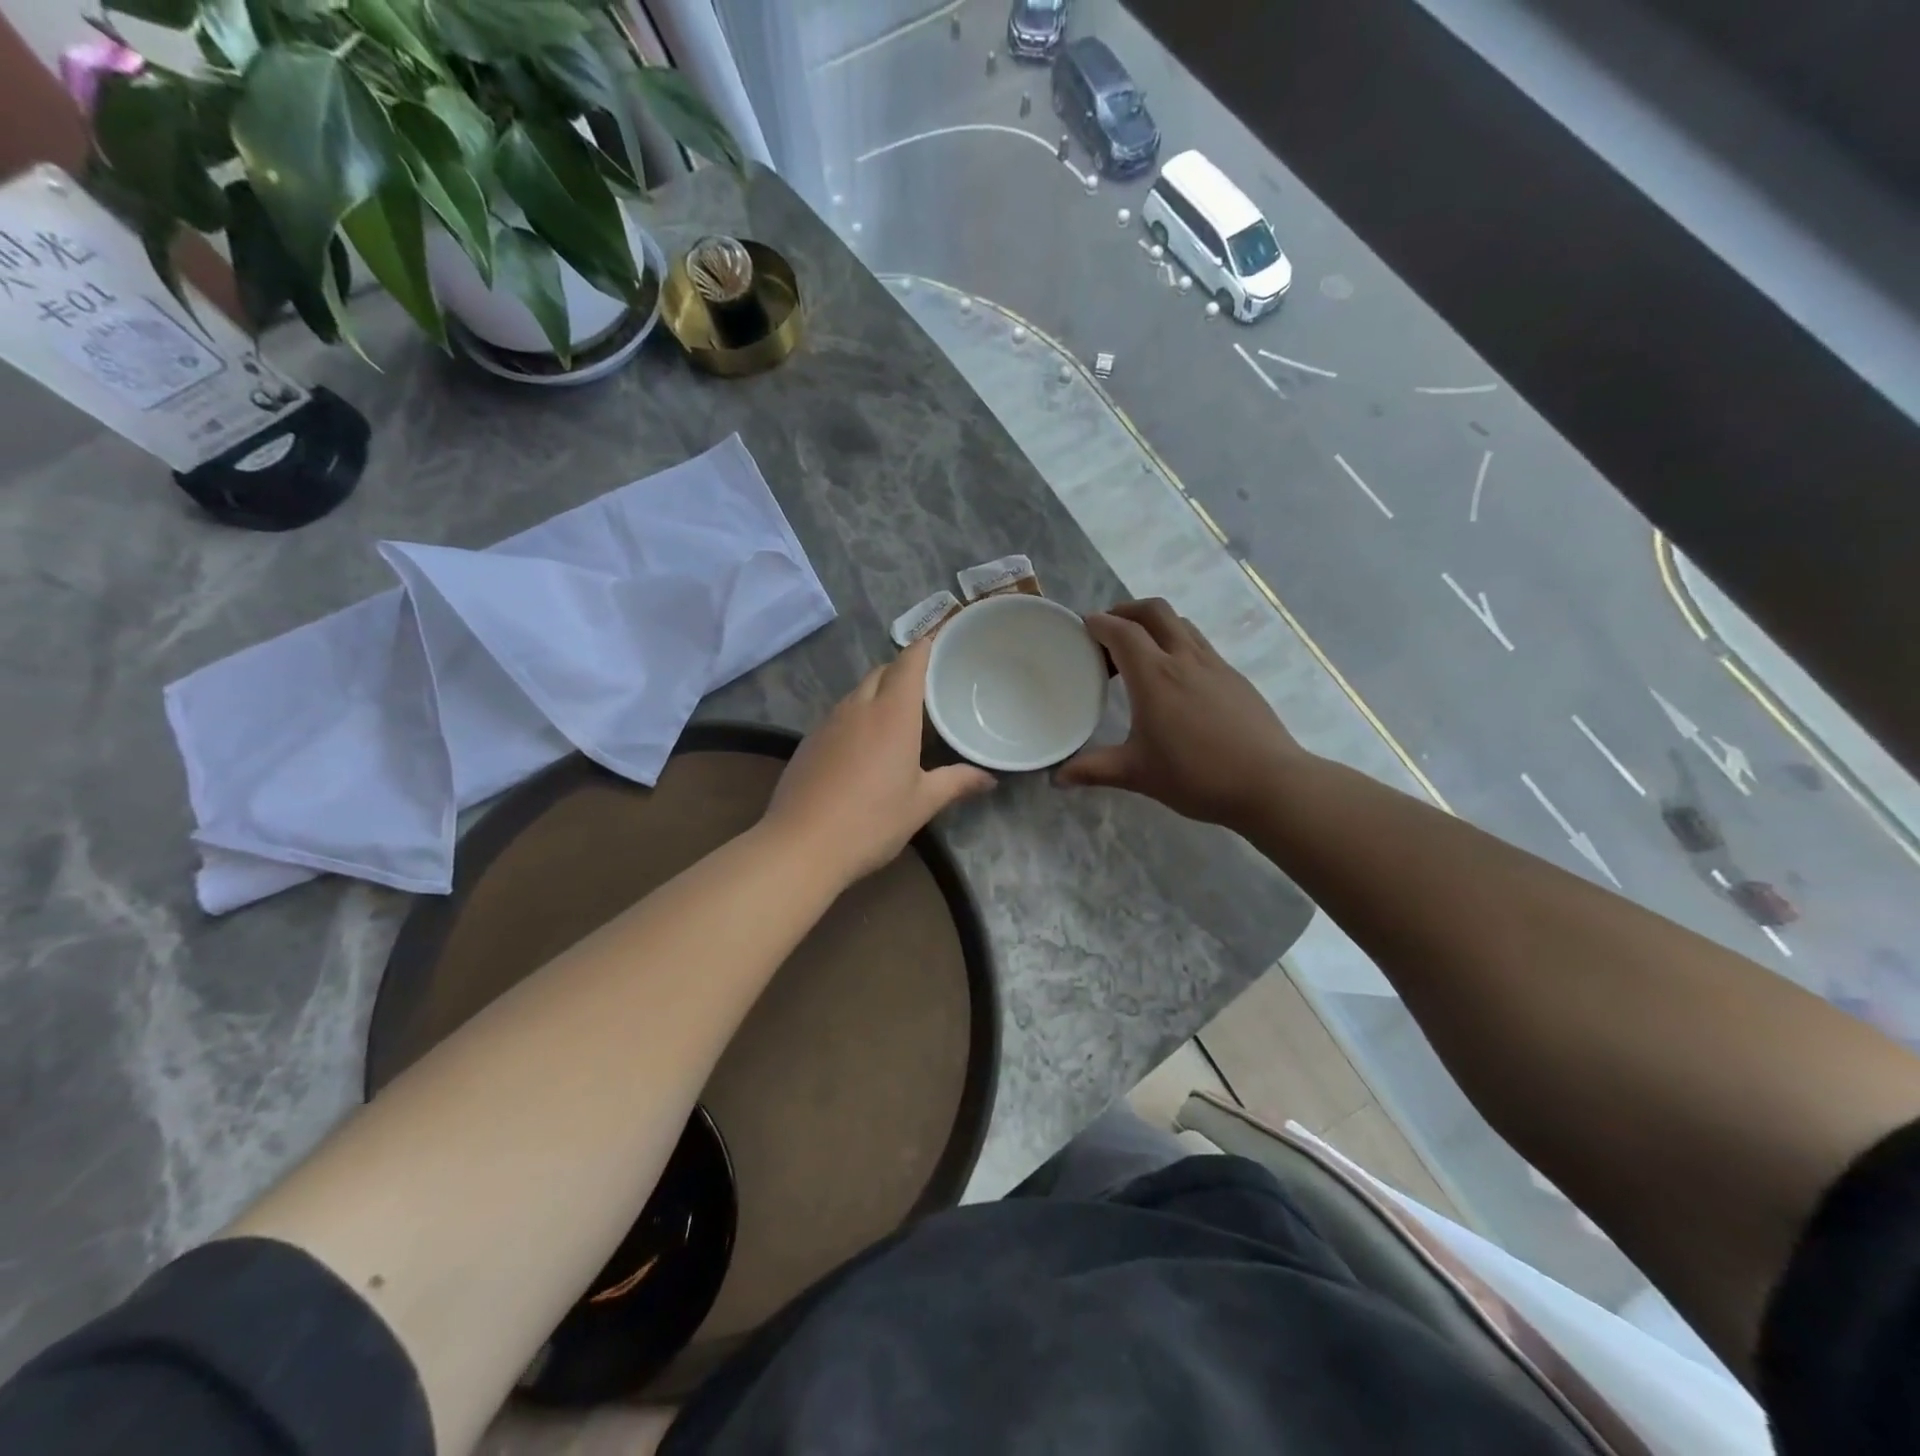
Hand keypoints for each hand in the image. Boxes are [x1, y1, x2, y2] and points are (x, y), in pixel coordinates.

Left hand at [763, 635, 995, 884]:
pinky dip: (857, 715)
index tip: (942, 642)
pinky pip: (839, 714)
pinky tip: (864, 746)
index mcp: (892, 713)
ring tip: (899, 715)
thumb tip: (990, 780)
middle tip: (928, 687)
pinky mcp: (808, 742)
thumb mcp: (922, 804)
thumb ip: (957, 783)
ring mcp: (828, 723)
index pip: (910, 662)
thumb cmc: (872, 821)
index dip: (926, 646)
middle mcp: (858, 707)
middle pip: (882, 672)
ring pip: (857, 692)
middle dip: (903, 670)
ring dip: (878, 692)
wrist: (801, 846)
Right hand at [1058, 599, 1306, 828]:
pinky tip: (1176, 680)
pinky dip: (1178, 644)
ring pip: (1181, 624)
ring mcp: (1215, 665)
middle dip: (1127, 610)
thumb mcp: (1137, 774)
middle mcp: (1184, 658)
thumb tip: (1058, 778)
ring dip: (1155, 625)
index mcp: (1154, 676)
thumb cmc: (1196, 775)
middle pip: (1155, 611)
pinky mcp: (1235, 679)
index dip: (1099, 623)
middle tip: (1109, 630)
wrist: (1269, 783)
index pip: (1121, 631)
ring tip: (1140, 651)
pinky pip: (1200, 644)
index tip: (1082, 627)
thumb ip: (1094, 770)